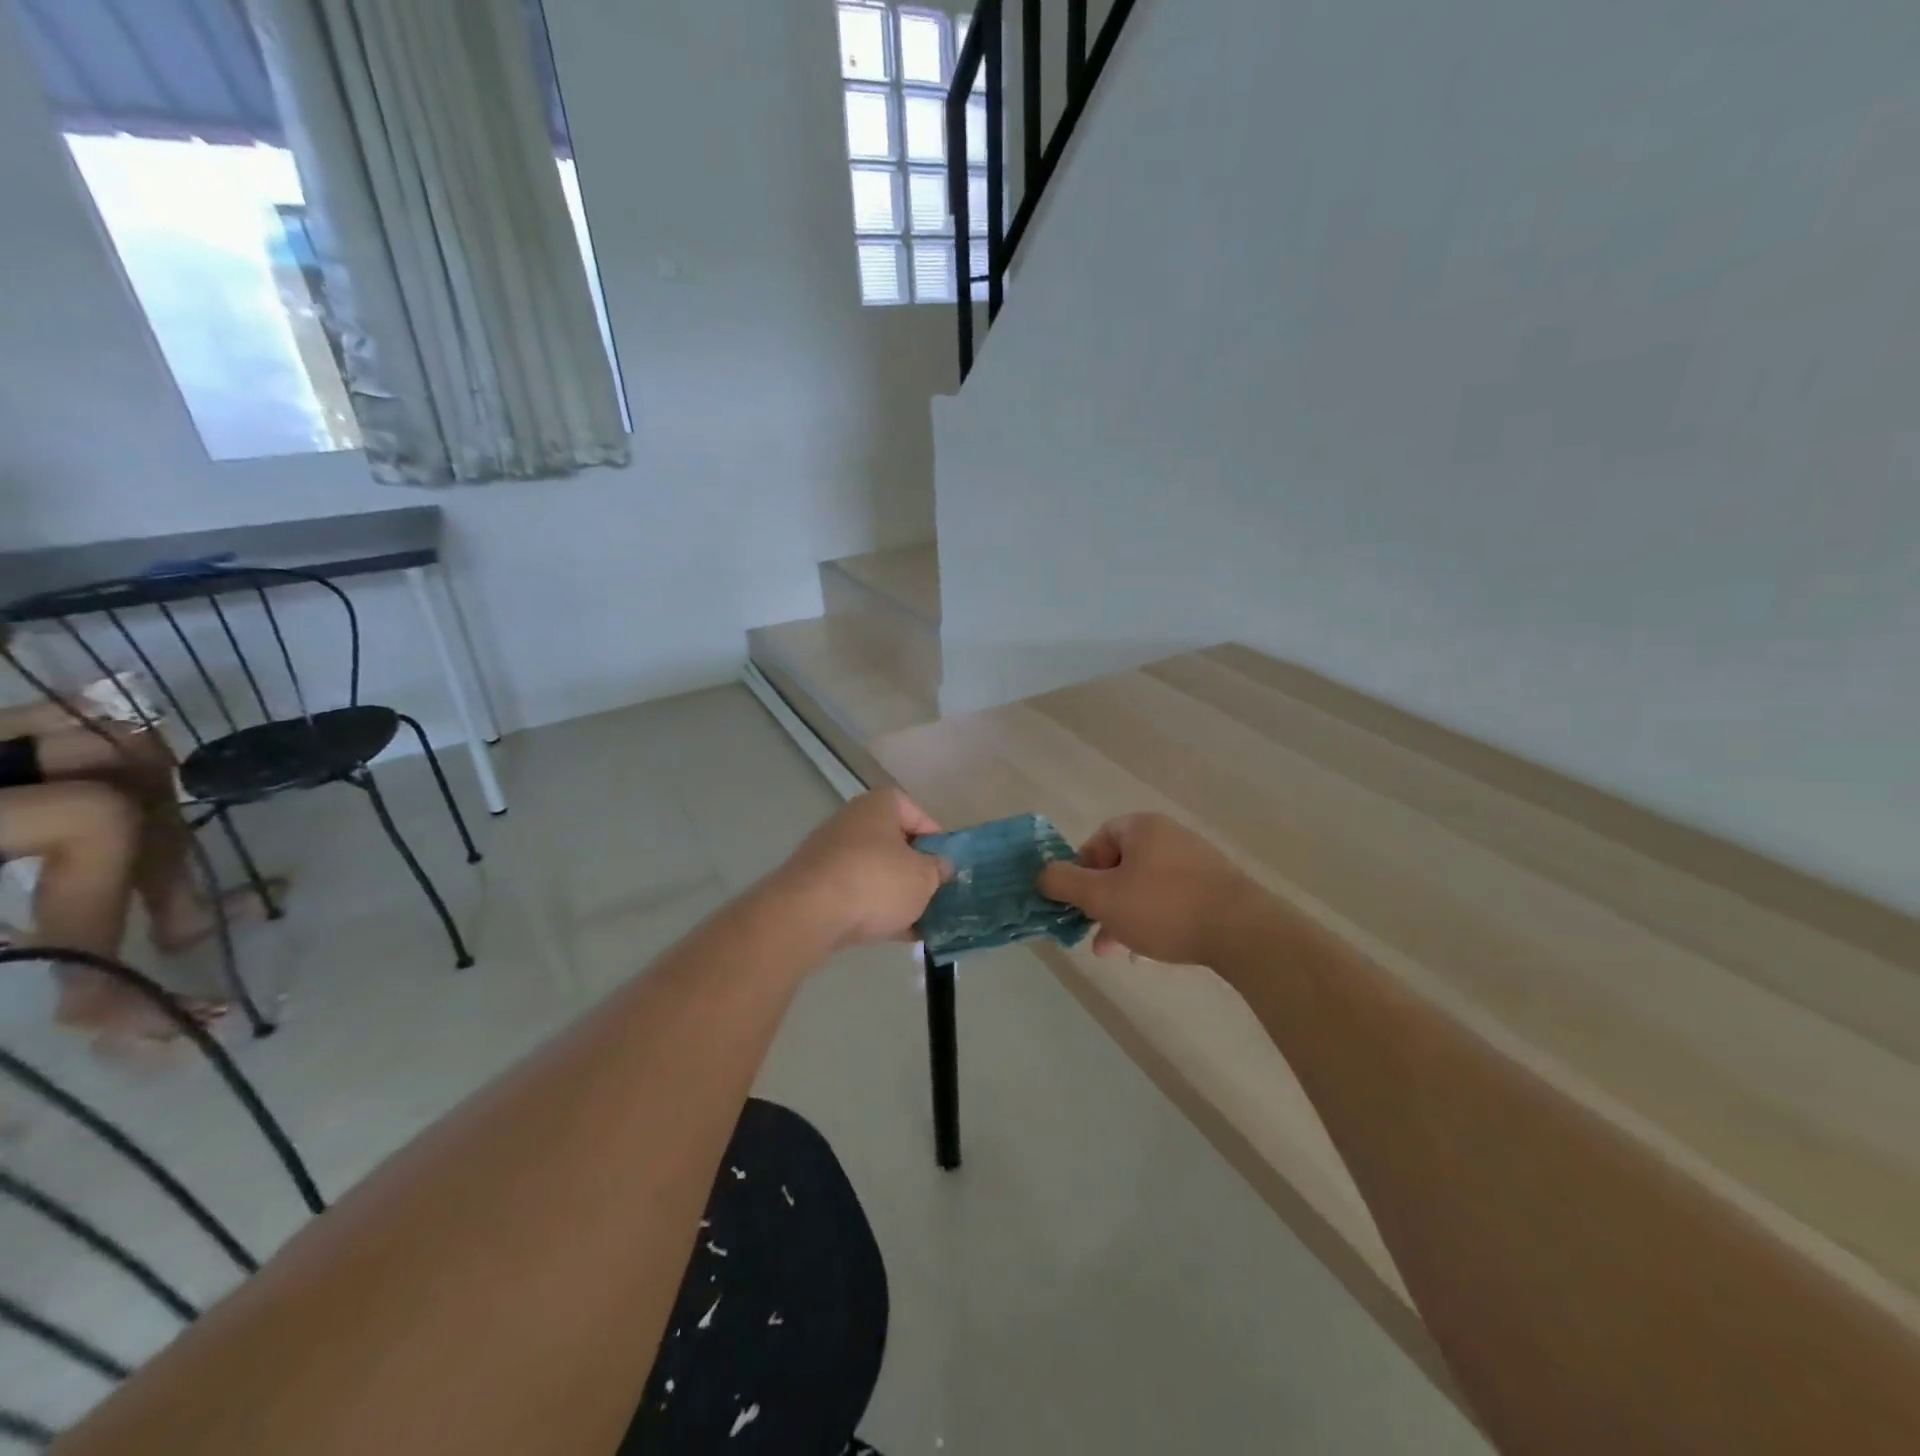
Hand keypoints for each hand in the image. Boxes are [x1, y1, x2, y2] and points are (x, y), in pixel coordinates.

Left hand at [770, 788, 951, 950]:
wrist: (808, 913)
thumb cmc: (876, 882)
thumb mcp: (923, 878)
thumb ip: (938, 870)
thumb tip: (940, 866)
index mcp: (879, 805)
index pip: (916, 813)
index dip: (936, 839)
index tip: (946, 867)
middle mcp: (852, 820)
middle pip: (893, 843)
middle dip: (914, 870)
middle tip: (934, 895)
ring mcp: (829, 852)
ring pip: (874, 871)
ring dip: (895, 894)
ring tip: (918, 922)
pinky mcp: (815, 884)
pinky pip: (854, 893)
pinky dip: (873, 909)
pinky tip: (894, 935)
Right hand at [1039, 813, 1262, 966]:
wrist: (1244, 932)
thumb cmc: (1163, 908)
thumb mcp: (1102, 897)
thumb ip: (1064, 882)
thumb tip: (1042, 873)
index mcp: (1142, 828)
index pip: (1097, 841)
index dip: (1080, 873)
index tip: (1078, 904)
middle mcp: (1170, 836)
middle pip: (1120, 866)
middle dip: (1102, 902)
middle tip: (1094, 934)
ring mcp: (1197, 861)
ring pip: (1145, 887)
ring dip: (1125, 916)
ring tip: (1118, 951)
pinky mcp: (1216, 888)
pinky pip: (1172, 900)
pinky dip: (1155, 920)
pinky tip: (1151, 951)